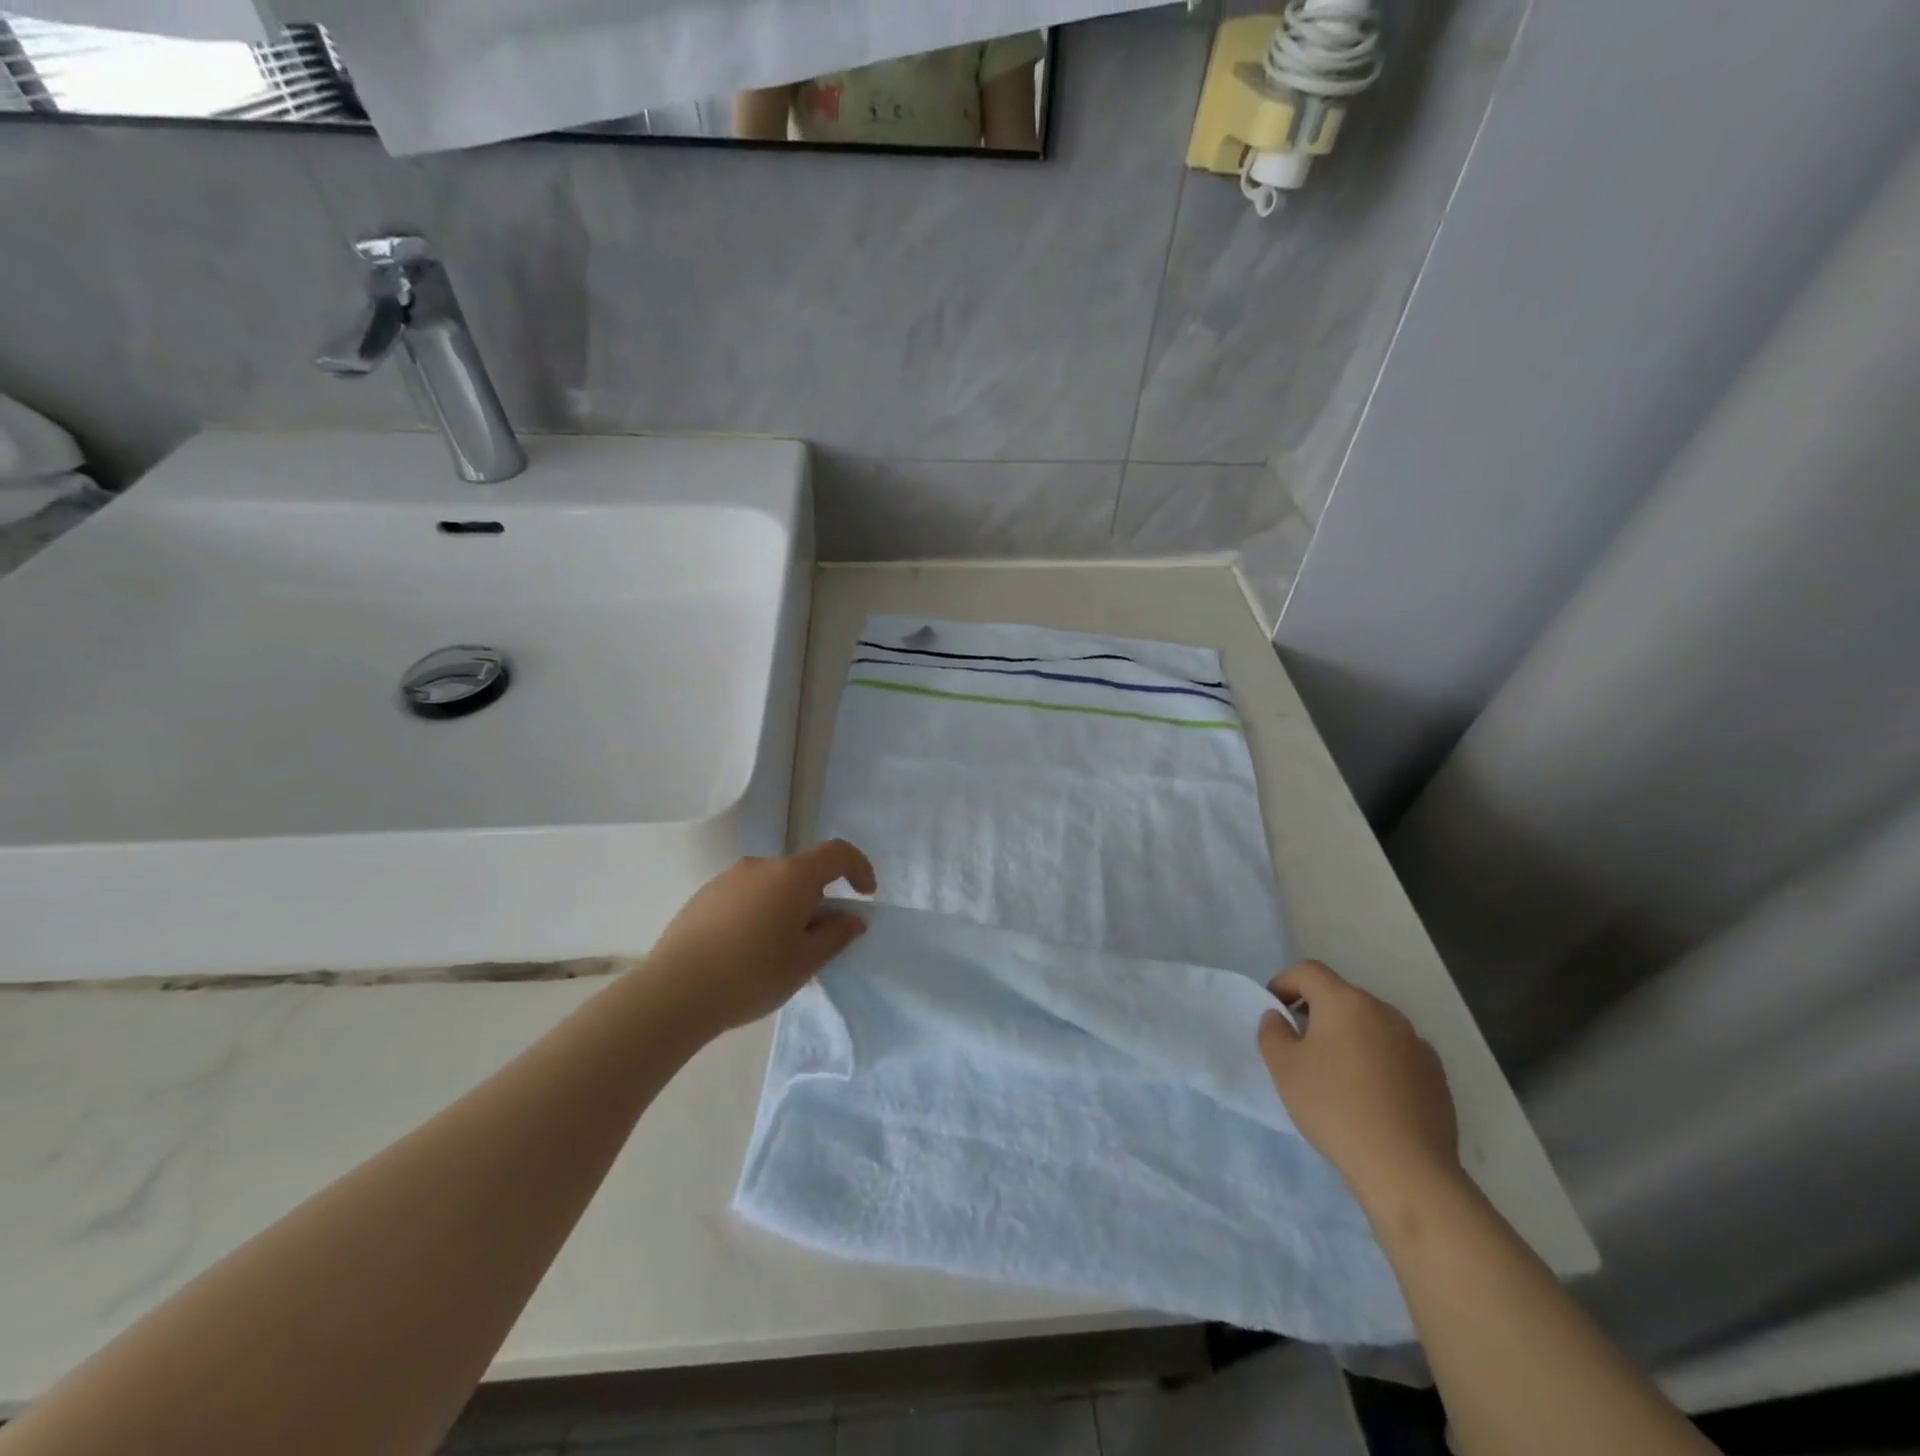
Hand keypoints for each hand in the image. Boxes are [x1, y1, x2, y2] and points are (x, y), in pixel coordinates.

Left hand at [646, 840, 876, 1033]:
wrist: (674, 992)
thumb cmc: (752, 975)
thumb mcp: (805, 962)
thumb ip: (835, 935)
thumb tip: (851, 919)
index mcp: (792, 876)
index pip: (837, 854)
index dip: (859, 868)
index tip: (865, 895)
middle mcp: (761, 866)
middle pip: (802, 872)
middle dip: (818, 899)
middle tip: (817, 940)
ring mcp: (728, 878)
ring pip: (771, 885)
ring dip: (786, 907)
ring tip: (778, 952)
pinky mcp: (704, 896)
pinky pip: (745, 896)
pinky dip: (758, 913)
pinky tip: (745, 952)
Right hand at [1257, 960, 1461, 1210]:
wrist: (1406, 1168)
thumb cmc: (1334, 1107)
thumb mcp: (1283, 1068)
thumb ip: (1272, 1032)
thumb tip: (1280, 1017)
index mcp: (1345, 1002)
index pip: (1308, 971)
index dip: (1285, 982)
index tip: (1275, 1009)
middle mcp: (1384, 1012)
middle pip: (1341, 996)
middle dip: (1317, 1011)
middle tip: (1301, 1043)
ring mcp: (1416, 1042)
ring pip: (1371, 1024)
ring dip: (1349, 1035)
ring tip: (1337, 1073)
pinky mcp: (1436, 1074)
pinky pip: (1396, 1052)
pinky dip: (1378, 1060)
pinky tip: (1372, 1095)